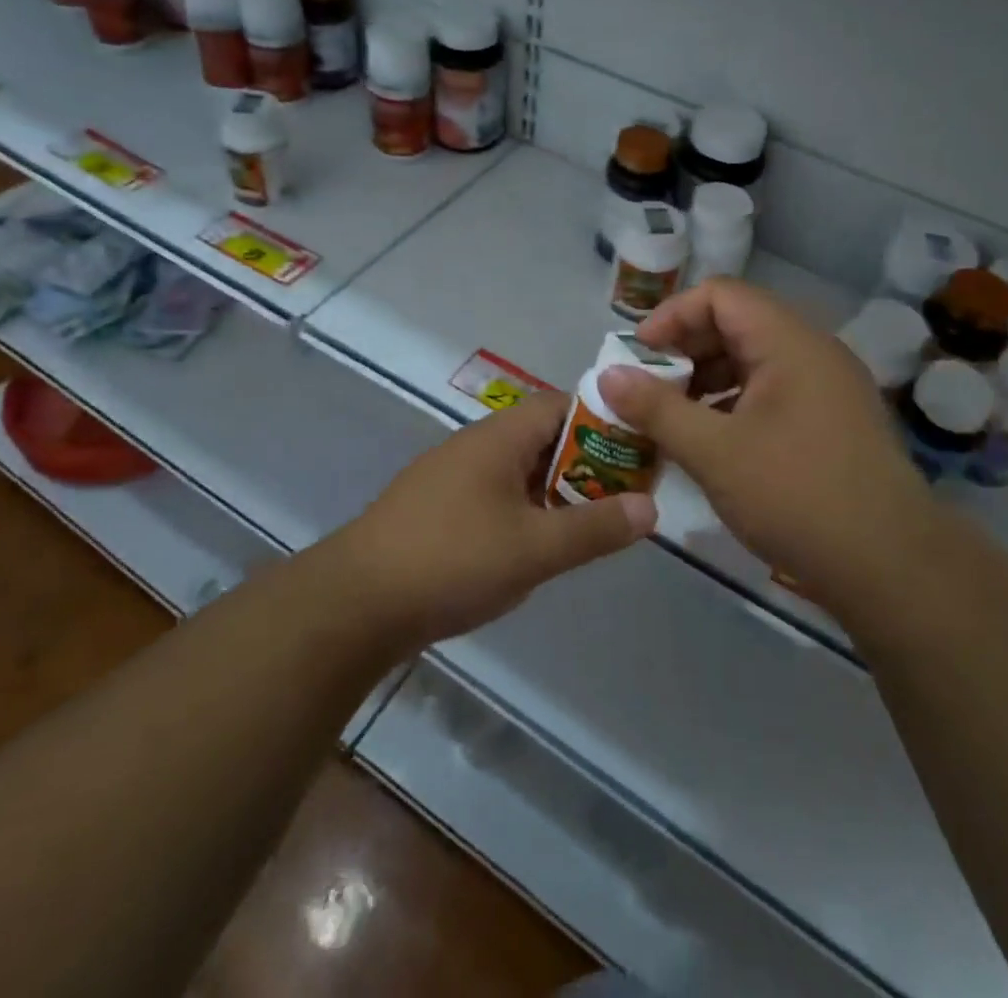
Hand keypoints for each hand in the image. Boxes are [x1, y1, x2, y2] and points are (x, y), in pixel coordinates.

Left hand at [332, 393, 656, 650]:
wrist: (356, 603)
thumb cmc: (452, 560)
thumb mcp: (534, 548)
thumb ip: (594, 528)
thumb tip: (651, 508)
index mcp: (499, 437)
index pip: (563, 404)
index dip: (606, 420)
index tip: (641, 449)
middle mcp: (476, 445)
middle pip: (544, 437)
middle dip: (588, 462)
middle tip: (627, 495)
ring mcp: (453, 476)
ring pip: (521, 470)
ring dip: (557, 490)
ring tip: (594, 522)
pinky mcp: (439, 508)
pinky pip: (497, 495)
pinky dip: (527, 510)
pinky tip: (540, 544)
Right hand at [597, 277, 934, 613]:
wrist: (893, 568)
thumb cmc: (797, 496)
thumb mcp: (714, 452)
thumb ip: (656, 409)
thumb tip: (608, 375)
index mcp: (789, 342)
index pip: (720, 295)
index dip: (672, 316)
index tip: (639, 356)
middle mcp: (814, 352)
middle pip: (737, 324)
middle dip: (685, 351)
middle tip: (649, 389)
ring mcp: (828, 387)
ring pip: (754, 360)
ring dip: (707, 380)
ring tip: (673, 418)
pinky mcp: (833, 421)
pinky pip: (773, 391)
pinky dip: (734, 404)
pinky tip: (712, 442)